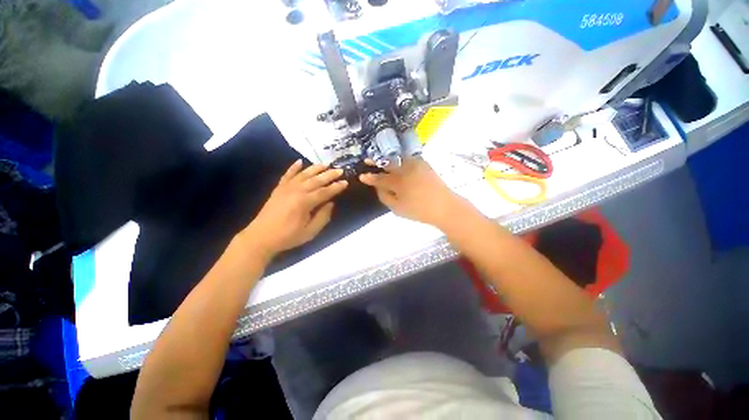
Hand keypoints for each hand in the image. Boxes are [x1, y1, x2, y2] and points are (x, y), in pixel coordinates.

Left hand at [242, 160, 347, 258]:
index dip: (336, 187)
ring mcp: (286, 188)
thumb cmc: (288, 236)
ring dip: (315, 168)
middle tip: (340, 170)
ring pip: (303, 174)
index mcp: (305, 202)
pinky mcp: (278, 188)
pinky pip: (287, 175)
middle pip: (316, 180)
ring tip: (325, 164)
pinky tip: (299, 161)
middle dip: (329, 175)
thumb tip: (331, 204)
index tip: (345, 182)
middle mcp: (296, 191)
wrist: (261, 237)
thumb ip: (322, 217)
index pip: (325, 192)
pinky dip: (293, 167)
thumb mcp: (310, 232)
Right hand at [359, 158, 464, 226]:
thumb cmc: (419, 211)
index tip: (361, 176)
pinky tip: (398, 161)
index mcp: (398, 183)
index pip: (380, 179)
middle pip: (387, 164)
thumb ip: (385, 197)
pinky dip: (401, 159)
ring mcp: (416, 165)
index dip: (370, 178)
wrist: (444, 206)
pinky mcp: (424, 164)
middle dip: (376, 161)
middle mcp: (405, 170)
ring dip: (388, 158)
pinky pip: (409, 158)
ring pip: (398, 158)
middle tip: (367, 159)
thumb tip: (377, 187)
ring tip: (382, 159)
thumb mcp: (398, 209)